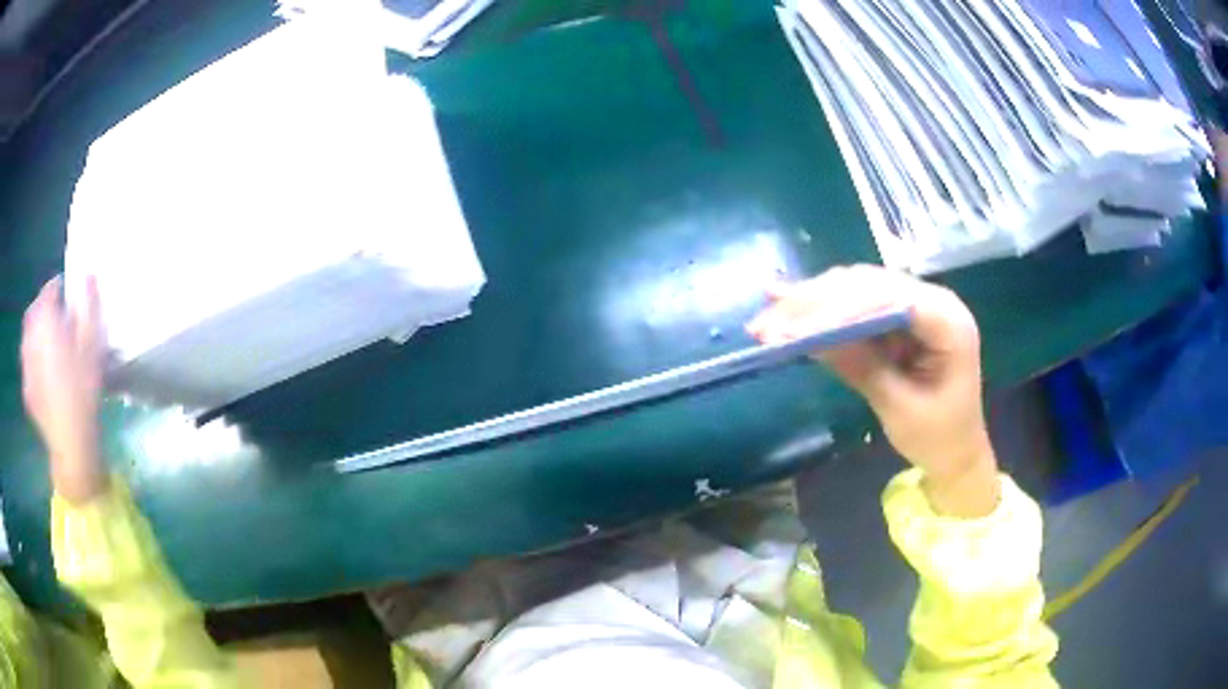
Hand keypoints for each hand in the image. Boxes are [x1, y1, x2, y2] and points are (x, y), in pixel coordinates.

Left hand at [21, 276, 108, 502]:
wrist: (71, 441)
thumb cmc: (83, 387)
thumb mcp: (93, 343)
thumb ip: (90, 305)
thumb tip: (89, 275)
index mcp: (45, 319)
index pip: (50, 289)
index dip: (60, 288)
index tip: (70, 295)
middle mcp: (30, 336)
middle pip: (34, 311)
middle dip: (44, 308)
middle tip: (58, 318)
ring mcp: (25, 365)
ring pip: (28, 338)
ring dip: (36, 333)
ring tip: (50, 346)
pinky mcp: (26, 389)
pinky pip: (28, 365)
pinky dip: (34, 361)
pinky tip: (45, 375)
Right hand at [748, 265, 998, 516]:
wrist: (957, 452)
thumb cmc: (939, 438)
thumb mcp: (900, 408)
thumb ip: (861, 367)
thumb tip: (808, 338)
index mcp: (949, 322)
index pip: (892, 300)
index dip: (842, 308)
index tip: (796, 328)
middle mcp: (933, 300)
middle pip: (869, 286)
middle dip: (816, 303)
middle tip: (769, 321)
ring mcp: (914, 305)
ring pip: (856, 289)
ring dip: (811, 302)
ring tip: (768, 314)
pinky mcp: (897, 317)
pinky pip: (856, 305)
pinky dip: (823, 310)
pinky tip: (788, 304)